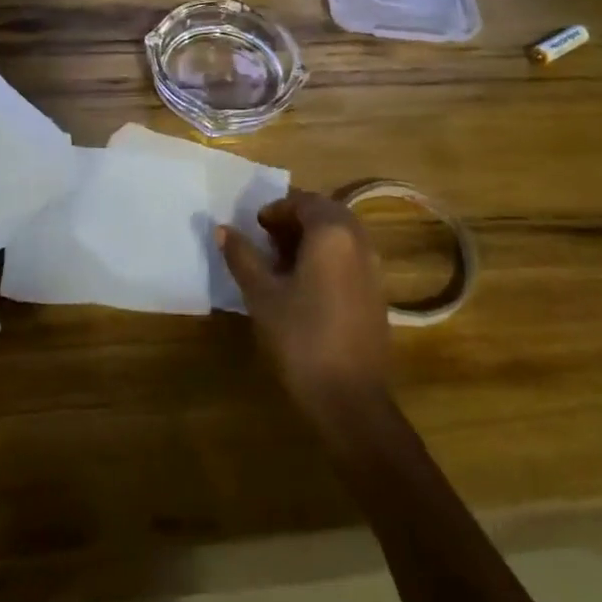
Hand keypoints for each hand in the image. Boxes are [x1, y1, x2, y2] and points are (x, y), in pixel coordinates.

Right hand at [217, 189, 390, 422]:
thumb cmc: (301, 338)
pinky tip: (306, 285)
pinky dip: (329, 257)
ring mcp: (373, 268)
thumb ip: (242, 256)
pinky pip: (351, 257)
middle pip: (326, 213)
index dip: (276, 209)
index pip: (303, 201)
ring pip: (341, 235)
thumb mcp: (262, 295)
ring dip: (313, 237)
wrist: (351, 400)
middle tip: (267, 239)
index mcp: (331, 233)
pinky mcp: (378, 294)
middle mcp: (358, 242)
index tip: (255, 227)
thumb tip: (223, 229)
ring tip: (283, 262)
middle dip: (296, 220)